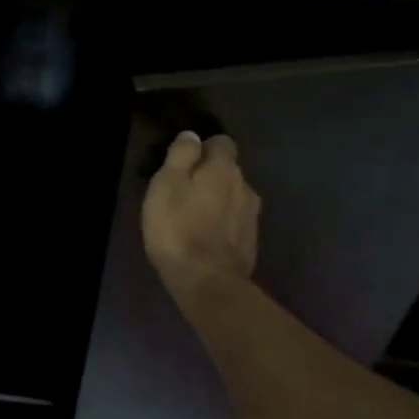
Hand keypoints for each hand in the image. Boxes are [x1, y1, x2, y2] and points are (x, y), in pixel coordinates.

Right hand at [142, 131, 259, 298]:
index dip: (203, 148)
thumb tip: (192, 135)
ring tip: (191, 215)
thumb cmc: (178, 228)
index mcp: (224, 168)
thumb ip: (180, 156)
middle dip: (208, 175)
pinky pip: (234, 220)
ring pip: (232, 196)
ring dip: (216, 200)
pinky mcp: (250, 241)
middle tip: (181, 190)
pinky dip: (221, 222)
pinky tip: (204, 235)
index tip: (182, 162)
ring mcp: (251, 216)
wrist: (208, 282)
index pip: (222, 142)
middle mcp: (245, 186)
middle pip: (228, 170)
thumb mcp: (166, 185)